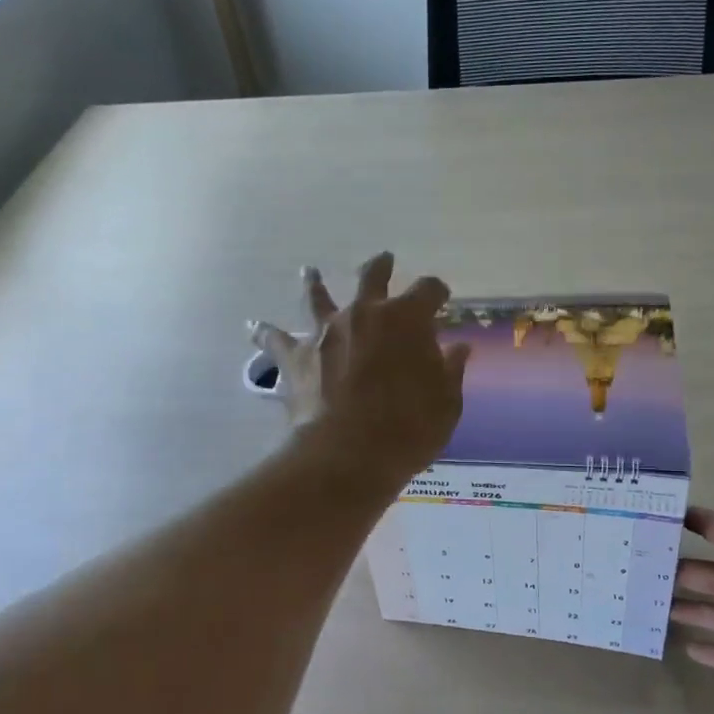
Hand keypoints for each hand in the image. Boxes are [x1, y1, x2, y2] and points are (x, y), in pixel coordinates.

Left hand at [250, 253, 469, 489]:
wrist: (349, 454)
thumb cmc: (408, 428)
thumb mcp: (446, 403)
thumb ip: (450, 371)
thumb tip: (459, 348)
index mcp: (407, 319)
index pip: (428, 290)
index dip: (437, 292)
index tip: (442, 298)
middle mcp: (364, 313)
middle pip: (372, 276)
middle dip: (381, 266)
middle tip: (384, 259)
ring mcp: (326, 332)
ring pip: (318, 297)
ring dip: (316, 283)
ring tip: (310, 272)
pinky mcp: (296, 357)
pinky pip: (275, 340)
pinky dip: (266, 333)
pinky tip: (254, 327)